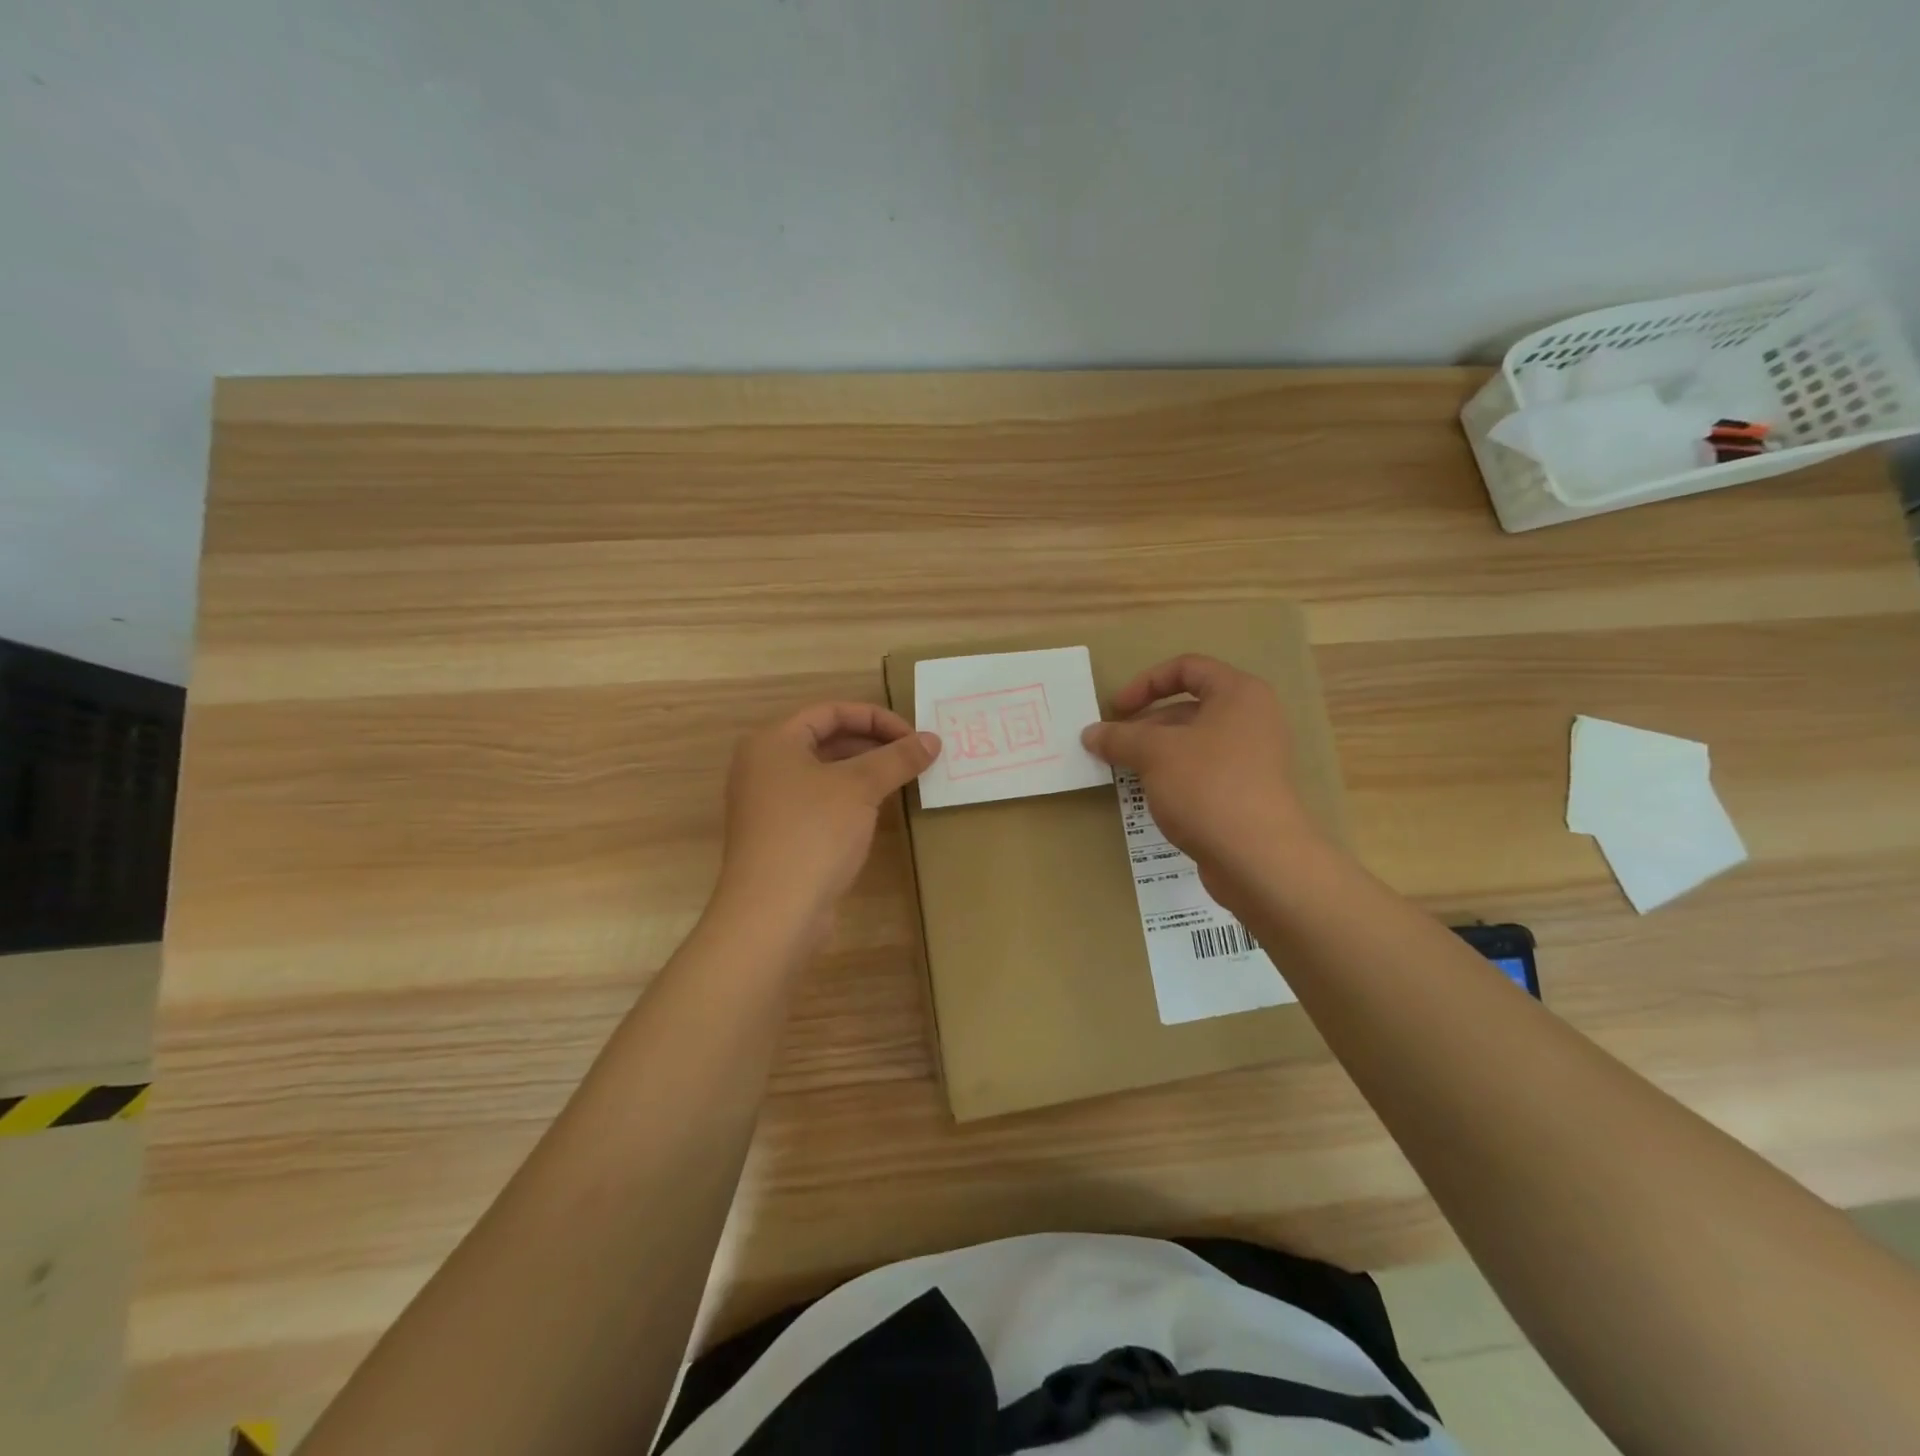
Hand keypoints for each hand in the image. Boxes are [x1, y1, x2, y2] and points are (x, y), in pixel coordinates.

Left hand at [715, 701, 939, 935]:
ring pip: (825, 772)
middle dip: (874, 744)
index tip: (914, 737)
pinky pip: (820, 801)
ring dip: (865, 772)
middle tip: (914, 758)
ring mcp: (769, 802)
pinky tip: (878, 810)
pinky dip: (850, 798)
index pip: (831, 711)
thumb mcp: (860, 787)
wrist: (773, 913)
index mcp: (774, 741)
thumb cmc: (813, 833)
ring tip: (904, 780)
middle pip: (827, 739)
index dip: (876, 718)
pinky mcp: (780, 834)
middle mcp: (764, 765)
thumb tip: (933, 740)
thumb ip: (897, 758)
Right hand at [1081, 654, 1326, 896]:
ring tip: (1124, 771)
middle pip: (1188, 707)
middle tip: (1113, 746)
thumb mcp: (1155, 754)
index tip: (1115, 709)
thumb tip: (1091, 733)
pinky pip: (1202, 771)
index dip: (1146, 683)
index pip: (1187, 668)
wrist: (1258, 858)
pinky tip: (1150, 795)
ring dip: (1155, 752)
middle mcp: (1251, 719)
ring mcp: (1252, 758)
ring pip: (1193, 742)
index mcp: (1238, 694)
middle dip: (1145, 724)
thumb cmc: (1208, 787)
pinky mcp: (1246, 792)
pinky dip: (1173, 776)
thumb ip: (1120, 737)